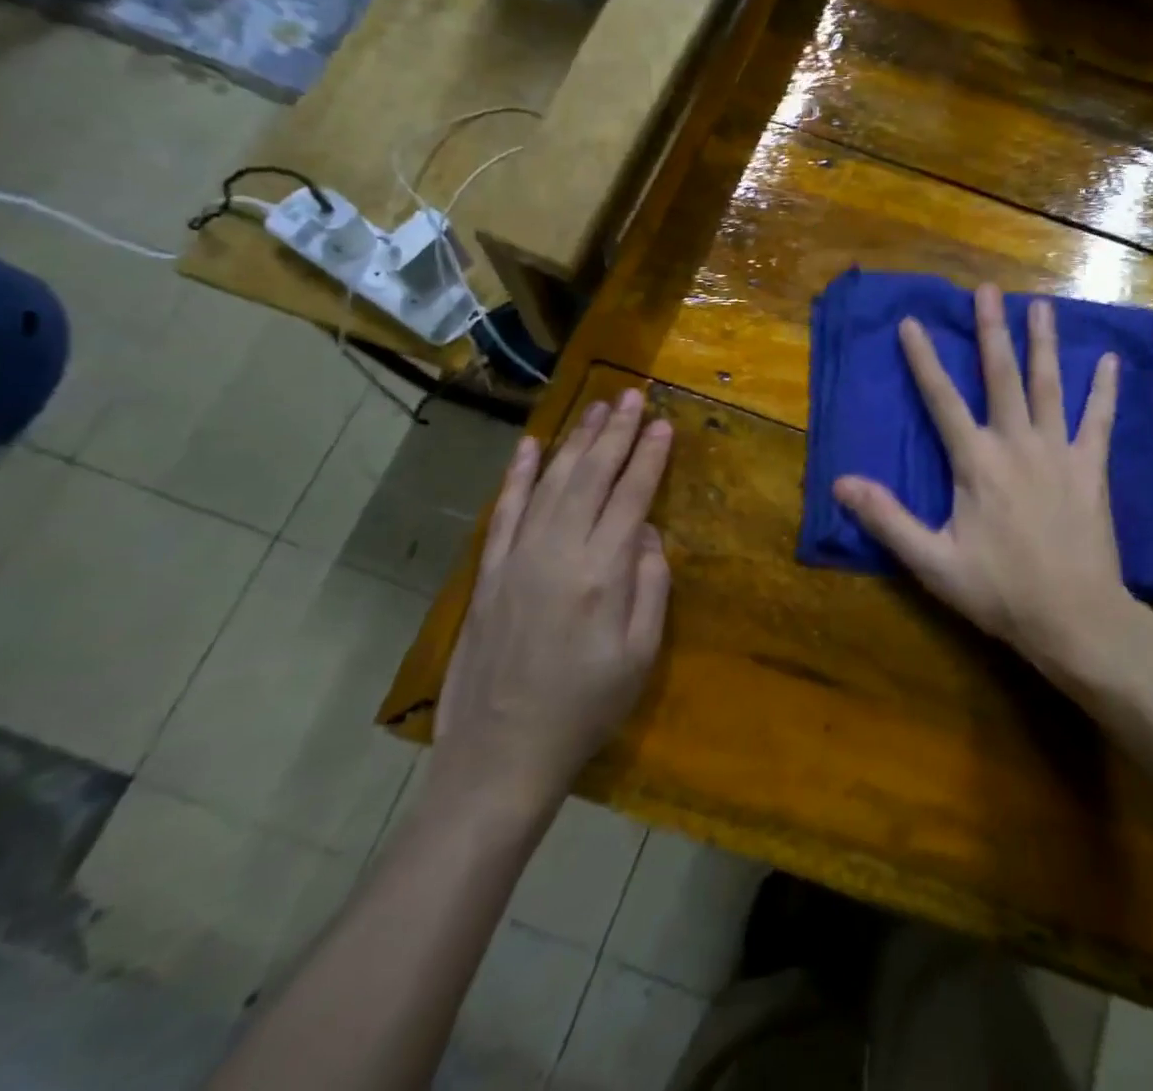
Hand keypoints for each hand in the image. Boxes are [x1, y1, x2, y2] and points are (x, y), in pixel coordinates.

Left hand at [432, 390, 672, 825]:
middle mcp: (558, 552)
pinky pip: (506, 511)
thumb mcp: (641, 654)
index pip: (631, 495)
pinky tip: (532, 446)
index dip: (649, 456)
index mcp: (602, 572)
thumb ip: (651, 585)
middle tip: (632, 395)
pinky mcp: (489, 573)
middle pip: (591, 476)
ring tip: (595, 407)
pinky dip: (520, 475)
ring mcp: (517, 558)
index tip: (663, 423)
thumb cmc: (586, 708)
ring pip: (552, 482)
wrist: (501, 756)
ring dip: (575, 441)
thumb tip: (648, 532)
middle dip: (615, 432)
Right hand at [833, 284, 1141, 687]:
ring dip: (1043, 343)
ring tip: (1042, 305)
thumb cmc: (1000, 591)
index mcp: (976, 462)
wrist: (1074, 617)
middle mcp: (1017, 443)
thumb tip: (841, 483)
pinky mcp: (1092, 467)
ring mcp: (1059, 451)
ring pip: (1049, 385)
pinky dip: (1104, 389)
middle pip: (1001, 376)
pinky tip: (1108, 360)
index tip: (911, 322)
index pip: (942, 400)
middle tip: (987, 290)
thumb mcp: (932, 562)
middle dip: (991, 331)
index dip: (923, 360)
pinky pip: (1099, 420)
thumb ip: (887, 519)